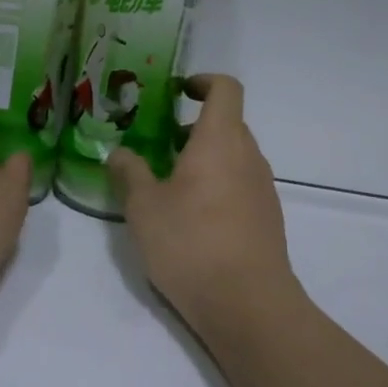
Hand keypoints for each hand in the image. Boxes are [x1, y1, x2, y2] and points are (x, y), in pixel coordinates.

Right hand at [109, 75, 295, 339]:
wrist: (247, 304)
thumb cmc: (190, 243)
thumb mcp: (143, 207)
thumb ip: (129, 173)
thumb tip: (120, 153)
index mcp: (220, 141)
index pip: (225, 89)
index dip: (202, 82)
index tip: (177, 91)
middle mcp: (248, 157)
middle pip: (227, 124)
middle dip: (191, 127)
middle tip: (156, 145)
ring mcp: (262, 189)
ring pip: (232, 157)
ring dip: (202, 159)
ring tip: (165, 186)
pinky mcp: (266, 219)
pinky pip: (239, 185)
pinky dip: (215, 185)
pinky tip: (188, 219)